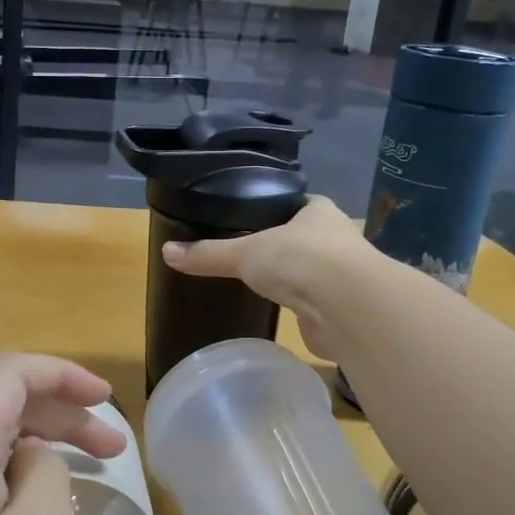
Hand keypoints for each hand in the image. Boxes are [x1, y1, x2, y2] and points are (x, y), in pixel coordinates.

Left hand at [0, 353, 125, 514]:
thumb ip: (44, 469)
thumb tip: (28, 456)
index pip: (10, 372)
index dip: (64, 375)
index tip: (108, 403)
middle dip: (59, 413)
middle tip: (113, 451)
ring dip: (35, 445)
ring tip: (84, 474)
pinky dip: (8, 475)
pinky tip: (33, 510)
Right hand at [161, 195, 365, 359]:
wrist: (347, 307)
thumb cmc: (300, 260)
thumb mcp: (245, 253)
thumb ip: (209, 254)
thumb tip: (166, 252)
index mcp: (318, 212)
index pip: (297, 203)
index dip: (278, 209)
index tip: (255, 217)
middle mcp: (337, 239)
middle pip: (306, 238)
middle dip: (285, 245)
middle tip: (252, 251)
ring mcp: (344, 276)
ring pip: (314, 272)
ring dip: (296, 278)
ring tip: (263, 282)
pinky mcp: (343, 310)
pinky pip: (316, 304)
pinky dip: (302, 308)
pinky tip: (283, 311)